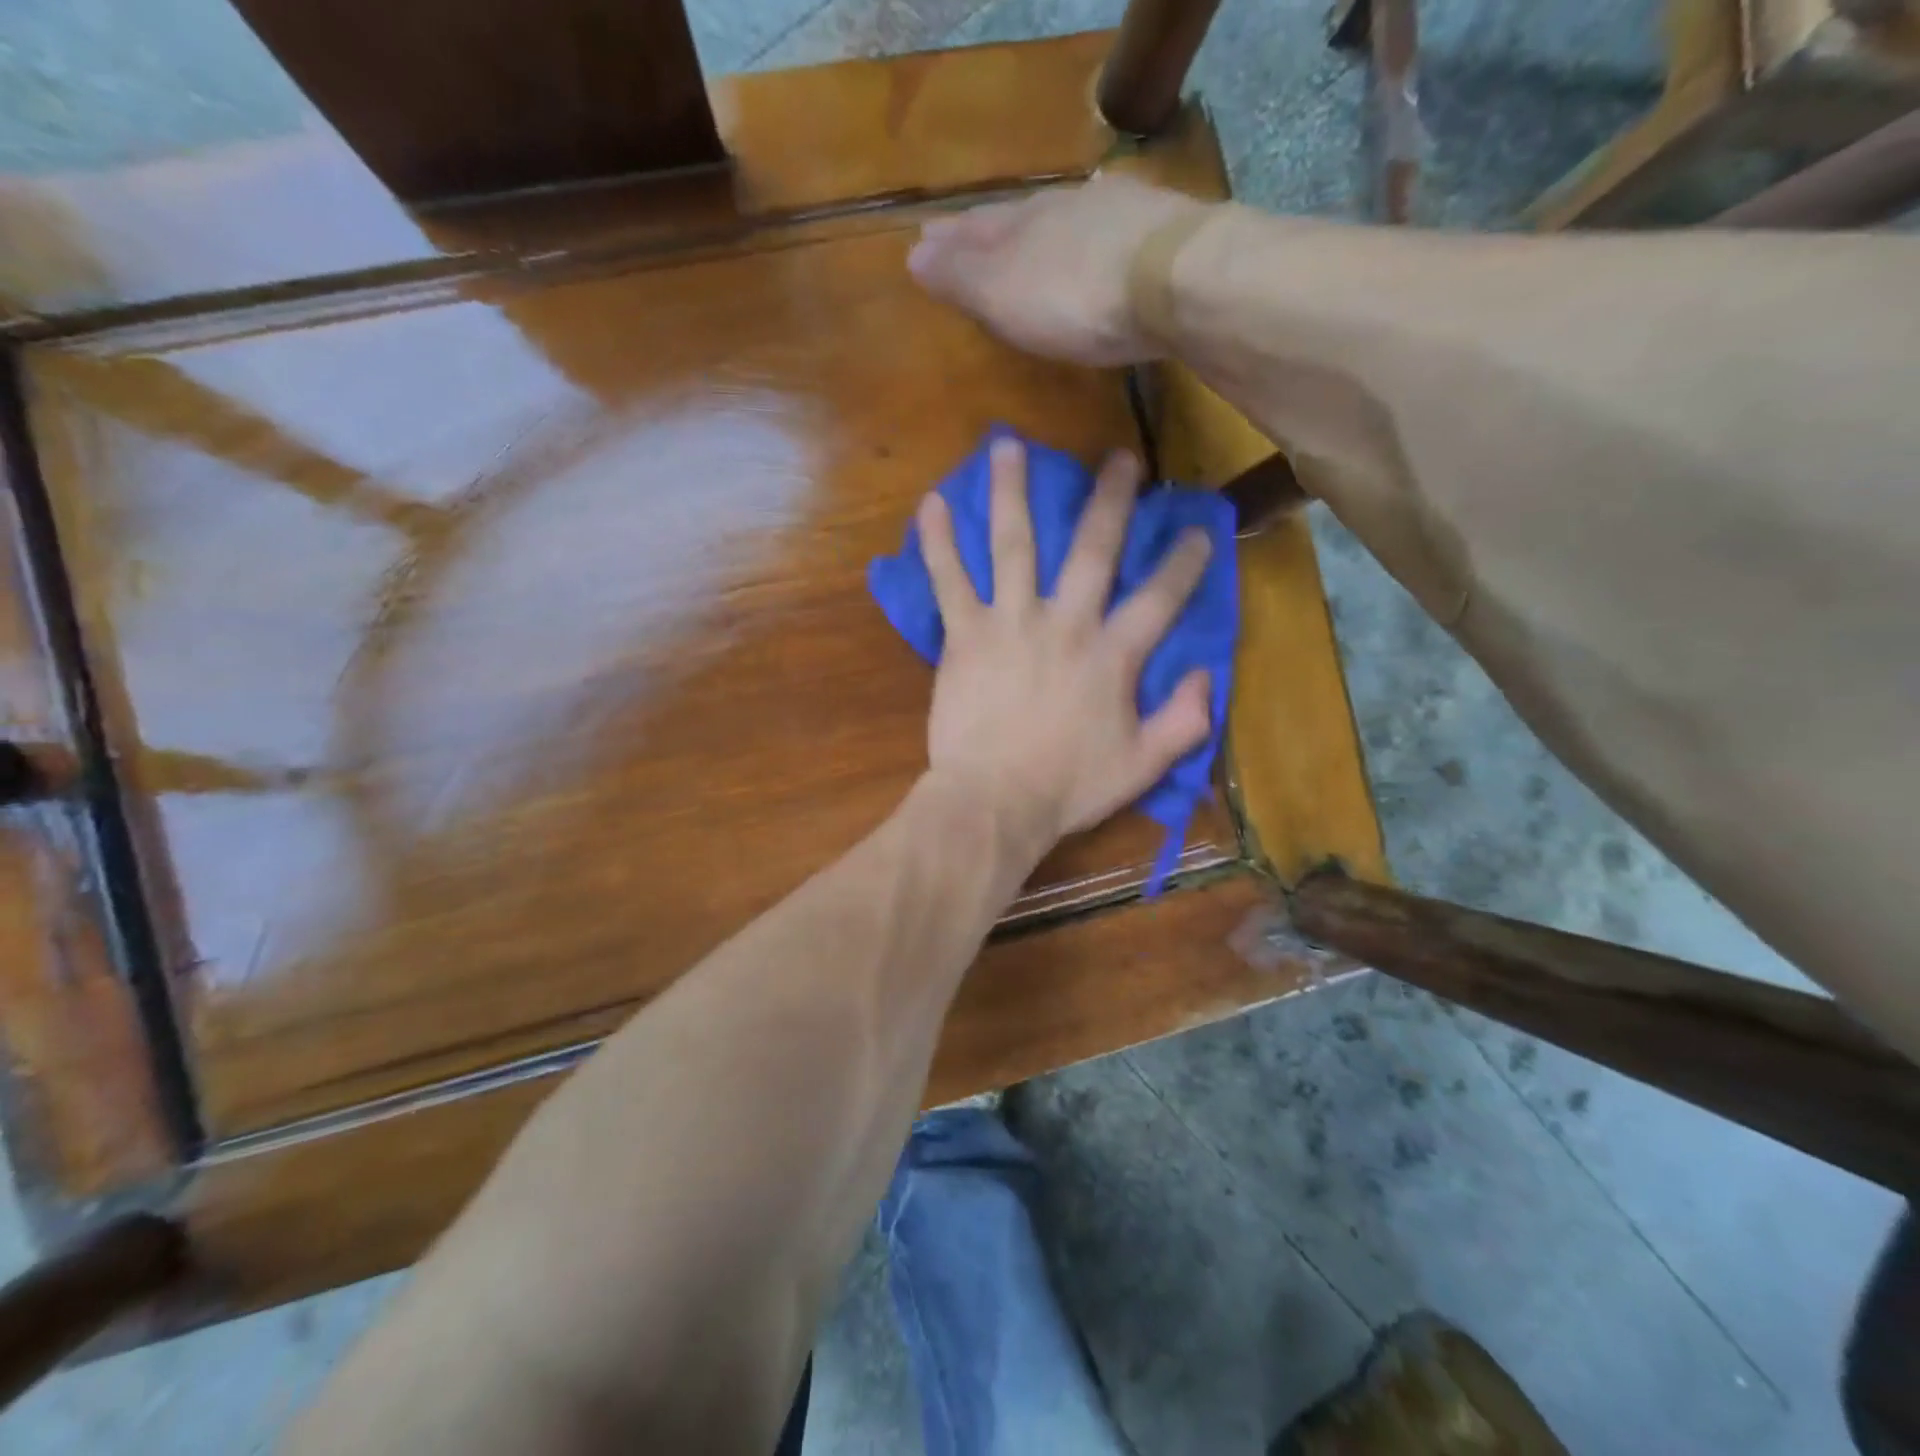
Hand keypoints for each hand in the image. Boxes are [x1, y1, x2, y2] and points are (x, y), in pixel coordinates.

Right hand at [907, 175, 1209, 365]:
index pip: (973, 230)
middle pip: (1015, 219)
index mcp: (1020, 225)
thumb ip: (960, 276)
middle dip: (988, 232)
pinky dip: (1087, 239)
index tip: (925, 240)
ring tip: (1024, 238)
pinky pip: (1104, 232)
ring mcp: (1112, 216)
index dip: (949, 240)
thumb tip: (914, 255)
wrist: (1172, 280)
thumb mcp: (1003, 294)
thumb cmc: (1074, 298)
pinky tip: (1093, 241)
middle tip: (965, 235)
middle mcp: (1062, 209)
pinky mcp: (1155, 234)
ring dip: (1038, 232)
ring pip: (1060, 221)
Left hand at [920, 437, 1213, 863]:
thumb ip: (1183, 721)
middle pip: (1092, 549)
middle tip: (1120, 458)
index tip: (1198, 530)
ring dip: (1012, 492)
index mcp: (1112, 655)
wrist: (994, 801)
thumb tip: (1206, 676)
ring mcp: (1010, 622)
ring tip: (1007, 446)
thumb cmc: (1068, 787)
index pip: (1159, 597)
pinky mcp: (965, 635)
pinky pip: (949, 580)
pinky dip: (938, 542)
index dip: (1183, 563)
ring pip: (1013, 545)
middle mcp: (1065, 623)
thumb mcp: (1142, 766)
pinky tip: (931, 502)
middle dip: (1110, 500)